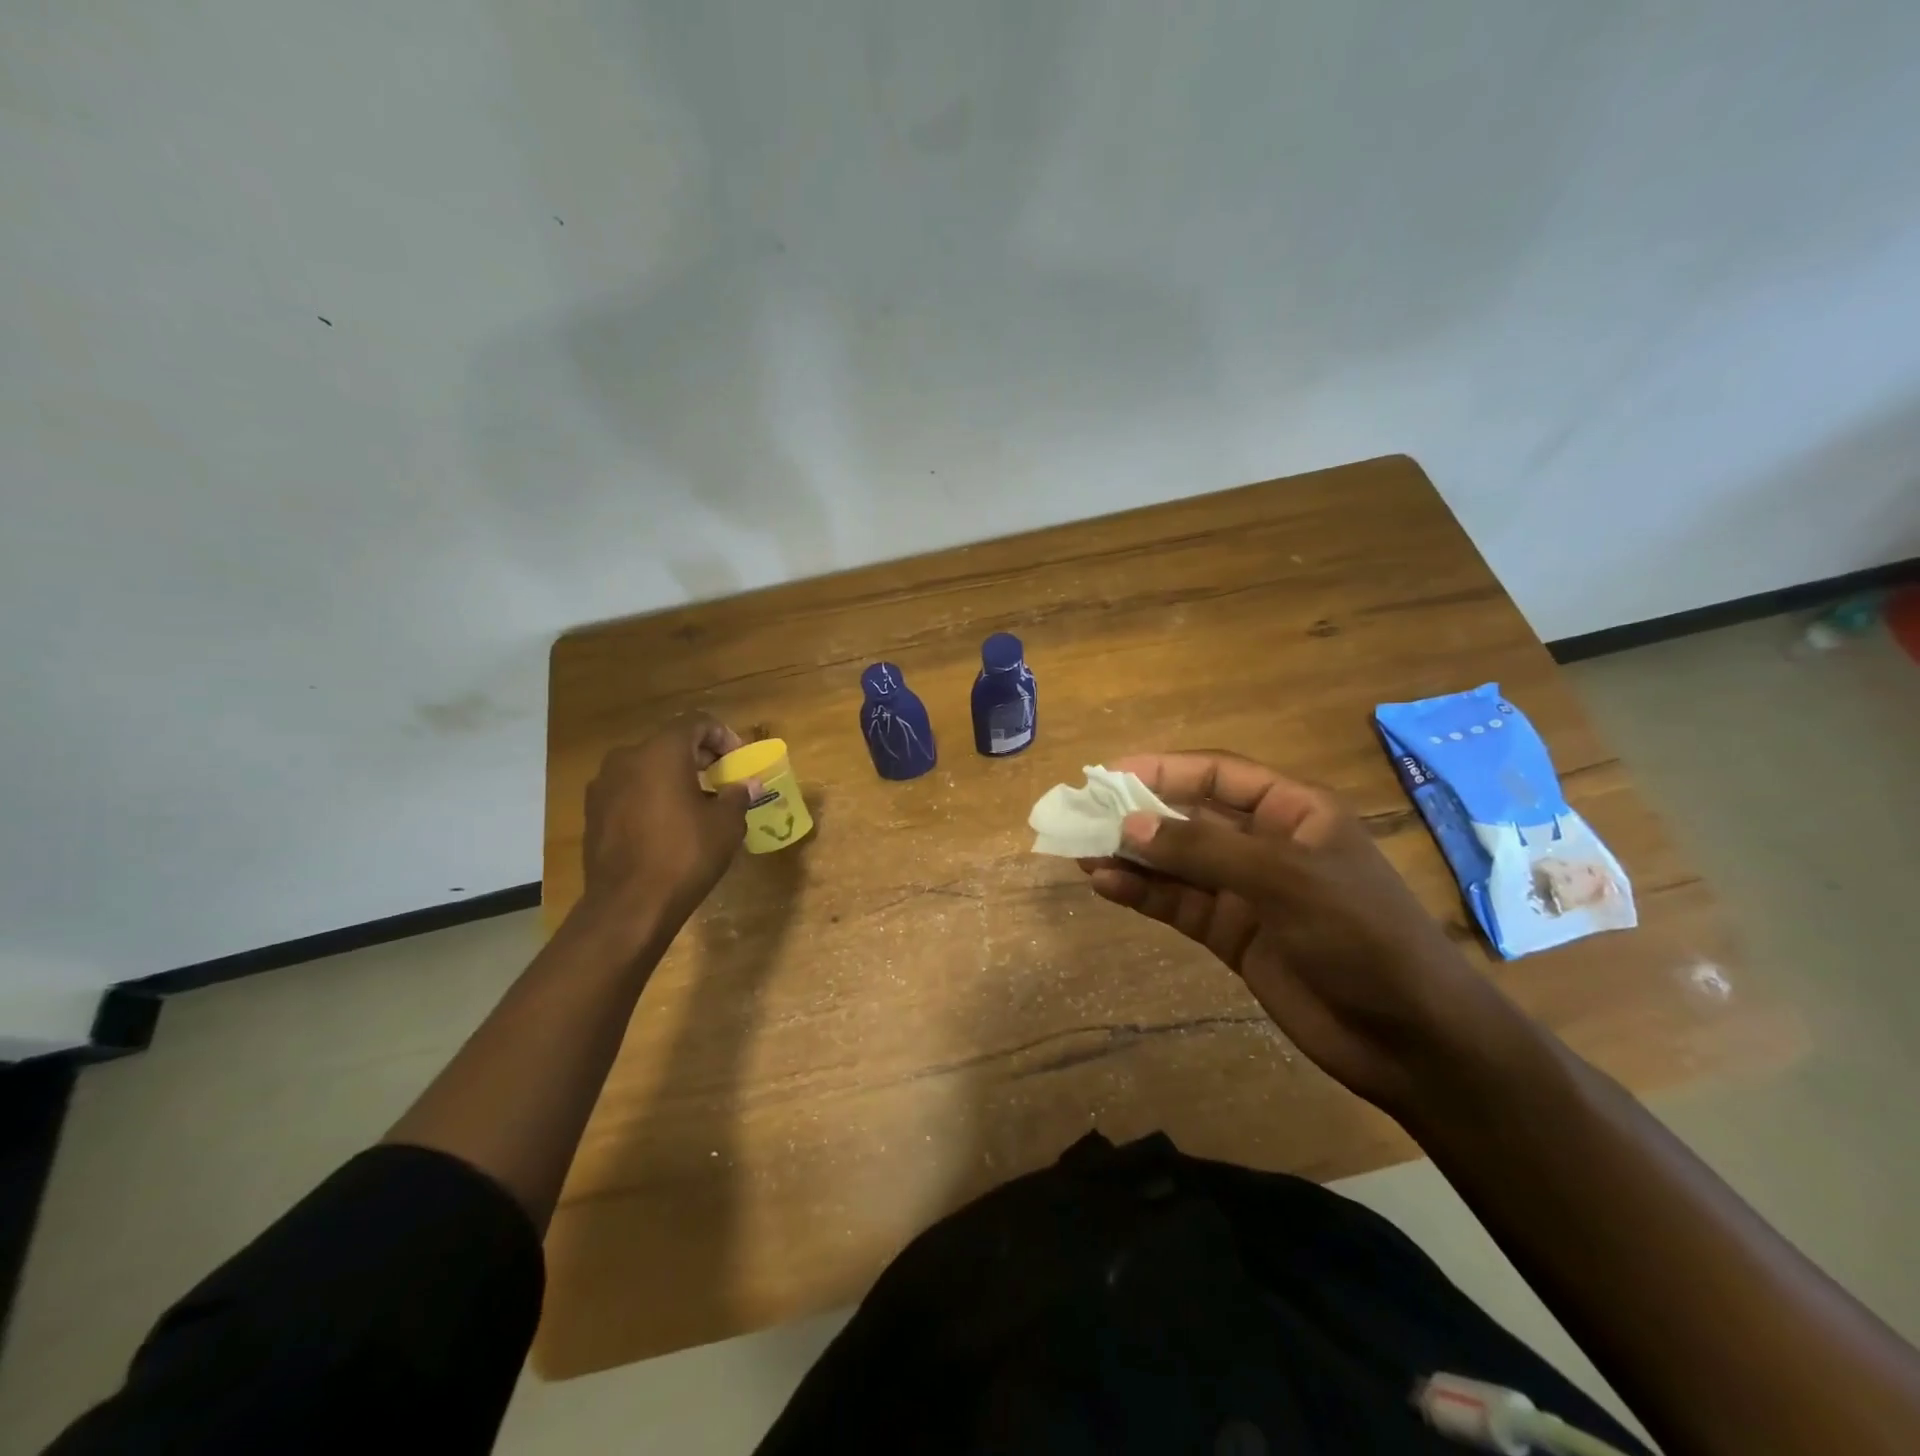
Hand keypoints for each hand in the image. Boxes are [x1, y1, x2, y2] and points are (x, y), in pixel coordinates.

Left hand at [578, 714, 757, 938]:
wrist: (628, 905)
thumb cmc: (685, 855)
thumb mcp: (726, 824)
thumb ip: (738, 796)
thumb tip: (749, 785)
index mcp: (661, 752)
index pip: (696, 723)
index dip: (723, 736)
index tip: (738, 760)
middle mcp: (627, 758)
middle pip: (669, 743)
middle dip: (699, 756)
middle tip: (723, 777)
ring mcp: (604, 786)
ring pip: (647, 767)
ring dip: (674, 776)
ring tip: (698, 802)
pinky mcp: (593, 812)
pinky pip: (630, 791)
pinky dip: (652, 795)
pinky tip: (669, 823)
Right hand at [1083, 751, 1535, 1115]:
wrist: (1410, 1039)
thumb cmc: (1360, 936)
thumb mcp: (1286, 880)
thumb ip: (1205, 849)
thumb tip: (1130, 824)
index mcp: (1294, 812)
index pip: (1219, 776)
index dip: (1164, 769)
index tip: (1110, 774)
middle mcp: (1266, 844)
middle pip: (1190, 817)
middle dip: (1138, 814)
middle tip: (1082, 814)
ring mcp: (1247, 891)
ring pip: (1177, 862)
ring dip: (1132, 856)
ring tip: (1080, 850)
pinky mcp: (1232, 934)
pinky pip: (1179, 904)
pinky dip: (1143, 894)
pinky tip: (1106, 886)